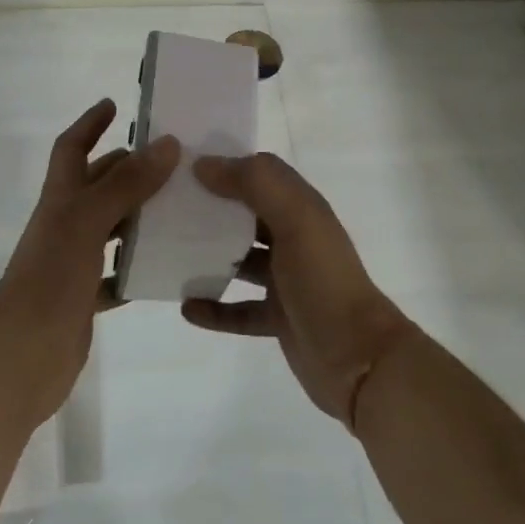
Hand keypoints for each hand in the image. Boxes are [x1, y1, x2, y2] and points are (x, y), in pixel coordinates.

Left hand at [0, 99, 177, 429]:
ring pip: (111, 229)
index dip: (89, 124)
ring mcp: (73, 263)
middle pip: (97, 186)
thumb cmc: (50, 279)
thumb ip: (127, 184)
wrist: (19, 360)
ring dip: (139, 217)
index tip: (113, 104)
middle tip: (171, 160)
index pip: (72, 149)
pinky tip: (166, 267)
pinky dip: (137, 268)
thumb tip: (168, 143)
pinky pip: (116, 276)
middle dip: (128, 169)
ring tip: (181, 209)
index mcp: (61, 200)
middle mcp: (65, 225)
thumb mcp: (88, 222)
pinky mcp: (83, 299)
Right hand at [183, 153, 410, 428]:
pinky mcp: (278, 318)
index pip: (261, 173)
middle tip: (166, 207)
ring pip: (240, 260)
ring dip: (209, 257)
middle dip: (212, 208)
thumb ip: (254, 183)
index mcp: (302, 208)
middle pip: (246, 214)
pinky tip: (187, 308)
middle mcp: (294, 238)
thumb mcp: (295, 219)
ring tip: (170, 253)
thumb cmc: (323, 279)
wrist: (358, 359)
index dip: (227, 165)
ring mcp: (286, 280)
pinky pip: (238, 309)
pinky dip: (215, 307)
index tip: (184, 165)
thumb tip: (205, 164)